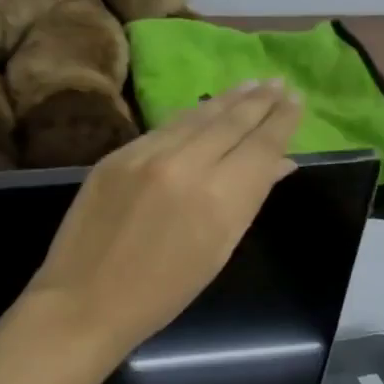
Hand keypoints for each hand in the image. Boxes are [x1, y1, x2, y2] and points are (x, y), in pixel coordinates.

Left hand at [23, 80, 302, 356]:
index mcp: (219, 198)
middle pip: (232, 122)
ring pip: (197, 116)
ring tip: (251, 84)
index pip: (261, 145)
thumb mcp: (218, 251)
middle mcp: (186, 165)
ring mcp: (147, 155)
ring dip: (228, 99)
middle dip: (260, 100)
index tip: (297, 100)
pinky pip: (165, 127)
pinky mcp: (117, 154)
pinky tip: (204, 107)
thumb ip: (250, 199)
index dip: (282, 120)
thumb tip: (280, 163)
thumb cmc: (163, 293)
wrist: (85, 301)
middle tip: (280, 82)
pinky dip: (191, 115)